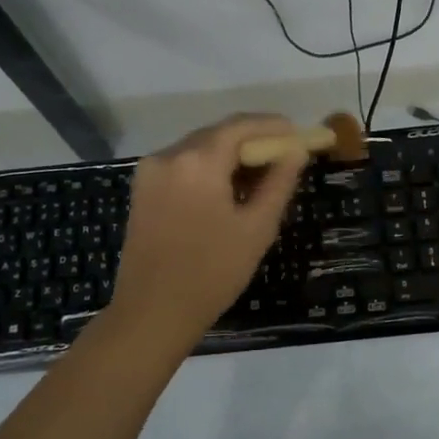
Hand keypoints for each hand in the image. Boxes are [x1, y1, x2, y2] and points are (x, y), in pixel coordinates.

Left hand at [104, 114, 307, 349]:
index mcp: (198, 161)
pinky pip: (182, 165)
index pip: (241, 126)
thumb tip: (295, 151)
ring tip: (259, 177)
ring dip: (229, 155)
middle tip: (283, 157)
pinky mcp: (142, 190)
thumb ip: (279, 183)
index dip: (272, 126)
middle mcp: (169, 155)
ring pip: (199, 149)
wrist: (152, 312)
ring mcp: (150, 172)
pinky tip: (227, 190)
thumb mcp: (257, 228)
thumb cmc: (212, 272)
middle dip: (252, 141)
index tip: (297, 134)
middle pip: (218, 134)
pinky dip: (208, 169)